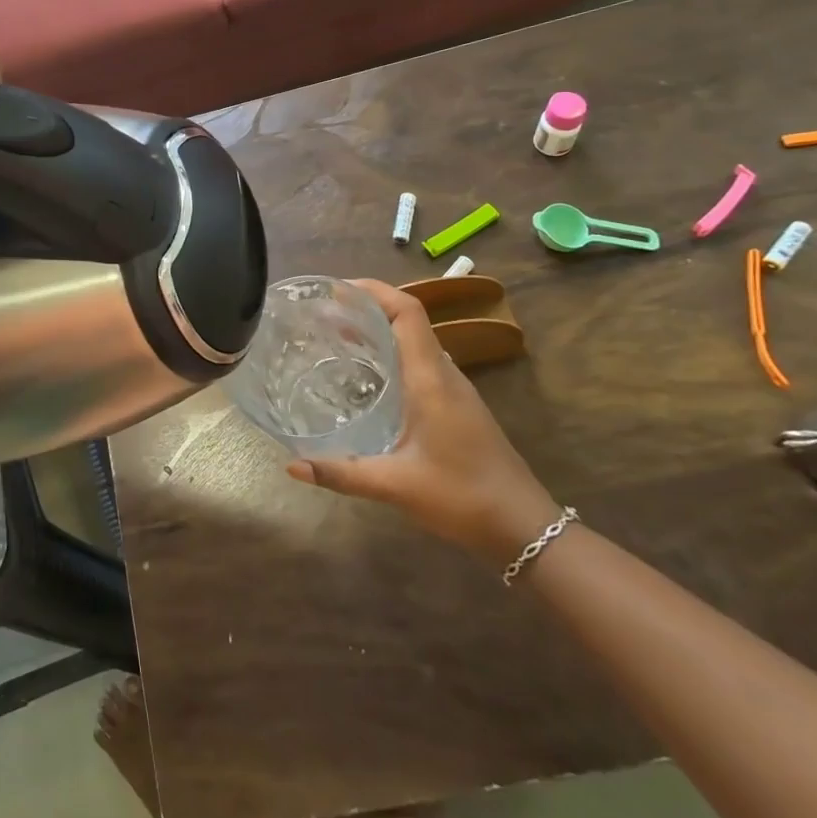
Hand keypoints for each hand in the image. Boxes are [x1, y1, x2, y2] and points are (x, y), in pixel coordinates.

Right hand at [285, 279, 560, 565]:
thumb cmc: (463, 497)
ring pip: (415, 343)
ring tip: (336, 339)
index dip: (375, 291)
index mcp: (431, 379)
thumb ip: (341, 473)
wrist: (525, 528)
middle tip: (324, 315)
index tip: (337, 289)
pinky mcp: (457, 407)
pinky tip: (367, 379)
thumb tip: (291, 466)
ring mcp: (454, 390)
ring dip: (379, 332)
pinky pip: (420, 364)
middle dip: (367, 309)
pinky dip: (391, 356)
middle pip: (409, 321)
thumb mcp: (395, 485)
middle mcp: (444, 374)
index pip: (408, 313)